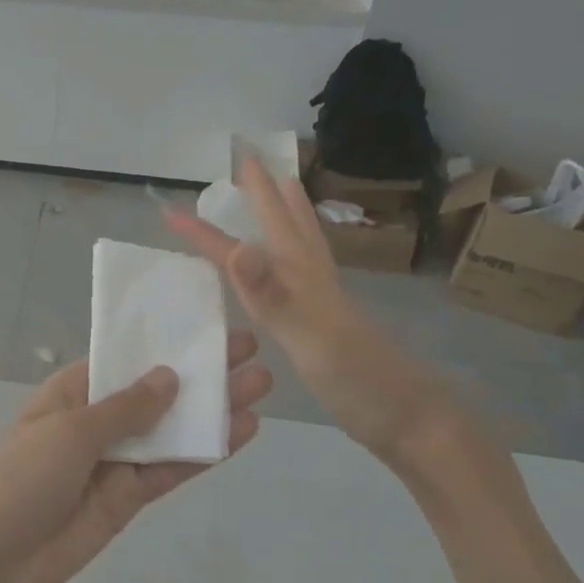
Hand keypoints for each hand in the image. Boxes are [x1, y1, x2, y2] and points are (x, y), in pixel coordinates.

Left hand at [0, 333, 269, 582]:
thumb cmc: (23, 477)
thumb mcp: (71, 431)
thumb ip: (125, 408)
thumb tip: (169, 376)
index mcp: (72, 394)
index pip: (124, 360)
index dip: (163, 344)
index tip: (206, 327)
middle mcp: (96, 422)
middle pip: (155, 393)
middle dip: (198, 374)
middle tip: (251, 351)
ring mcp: (114, 461)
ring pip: (170, 431)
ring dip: (210, 411)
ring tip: (260, 385)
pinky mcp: (128, 498)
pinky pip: (169, 470)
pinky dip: (202, 454)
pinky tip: (240, 432)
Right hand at [167, 158, 444, 458]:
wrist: (414, 420)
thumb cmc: (358, 380)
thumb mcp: (309, 335)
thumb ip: (273, 292)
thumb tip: (238, 246)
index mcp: (300, 278)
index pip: (240, 246)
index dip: (204, 230)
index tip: (169, 211)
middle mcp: (312, 280)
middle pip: (286, 224)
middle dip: (264, 192)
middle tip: (249, 161)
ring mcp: (324, 300)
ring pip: (303, 243)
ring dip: (289, 212)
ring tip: (284, 187)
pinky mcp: (329, 321)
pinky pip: (304, 272)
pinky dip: (295, 252)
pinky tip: (294, 266)